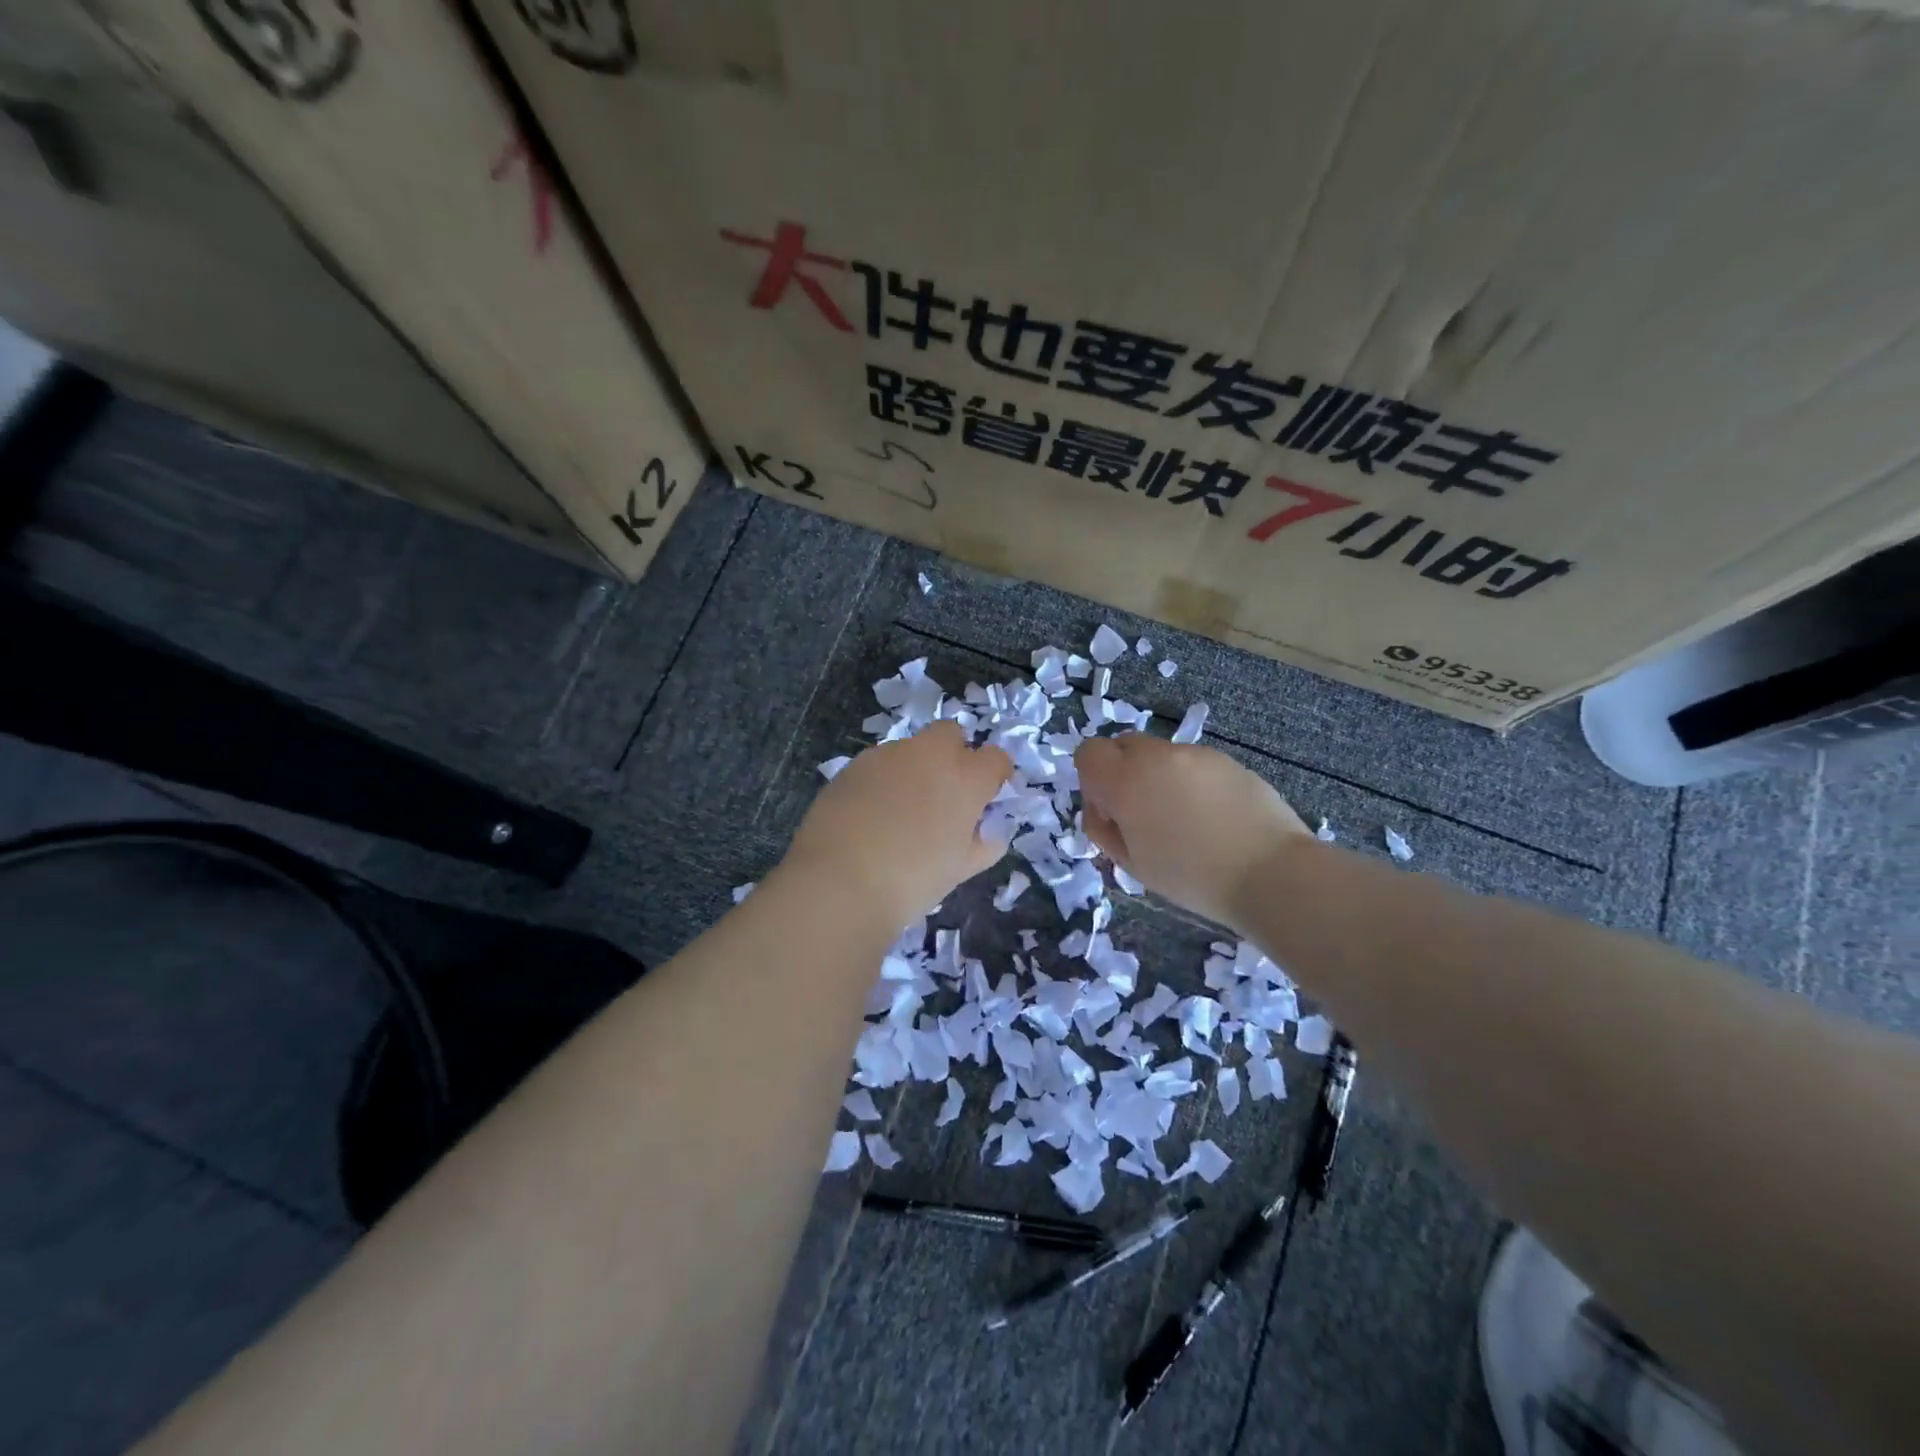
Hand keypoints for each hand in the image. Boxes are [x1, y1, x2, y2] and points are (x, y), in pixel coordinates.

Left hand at [783, 722, 1011, 926]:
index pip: (995, 758)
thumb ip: (984, 844)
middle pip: (951, 734)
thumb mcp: (960, 870)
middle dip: (954, 753)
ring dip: (916, 768)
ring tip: (902, 810)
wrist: (839, 881)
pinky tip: (872, 813)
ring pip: (911, 748)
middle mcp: (930, 754)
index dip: (995, 776)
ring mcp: (888, 755)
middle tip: (945, 794)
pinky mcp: (854, 764)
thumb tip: (989, 831)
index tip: (987, 798)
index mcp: (965, 778)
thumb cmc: (912, 880)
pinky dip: (884, 780)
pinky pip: (880, 764)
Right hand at [1075, 732, 1308, 929]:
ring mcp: (1195, 754)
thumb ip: (1103, 829)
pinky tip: (1212, 818)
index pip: (1088, 753)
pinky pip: (1193, 764)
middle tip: (1142, 815)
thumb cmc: (1192, 877)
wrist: (1271, 874)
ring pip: (1160, 755)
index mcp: (1126, 781)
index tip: (1111, 812)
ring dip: (1158, 777)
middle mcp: (1157, 756)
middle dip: (1123, 773)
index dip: (1092, 780)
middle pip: (1122, 746)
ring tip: (1184, 821)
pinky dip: (1190, 782)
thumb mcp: (1132, 864)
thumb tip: (1103, 808)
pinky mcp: (1227, 760)